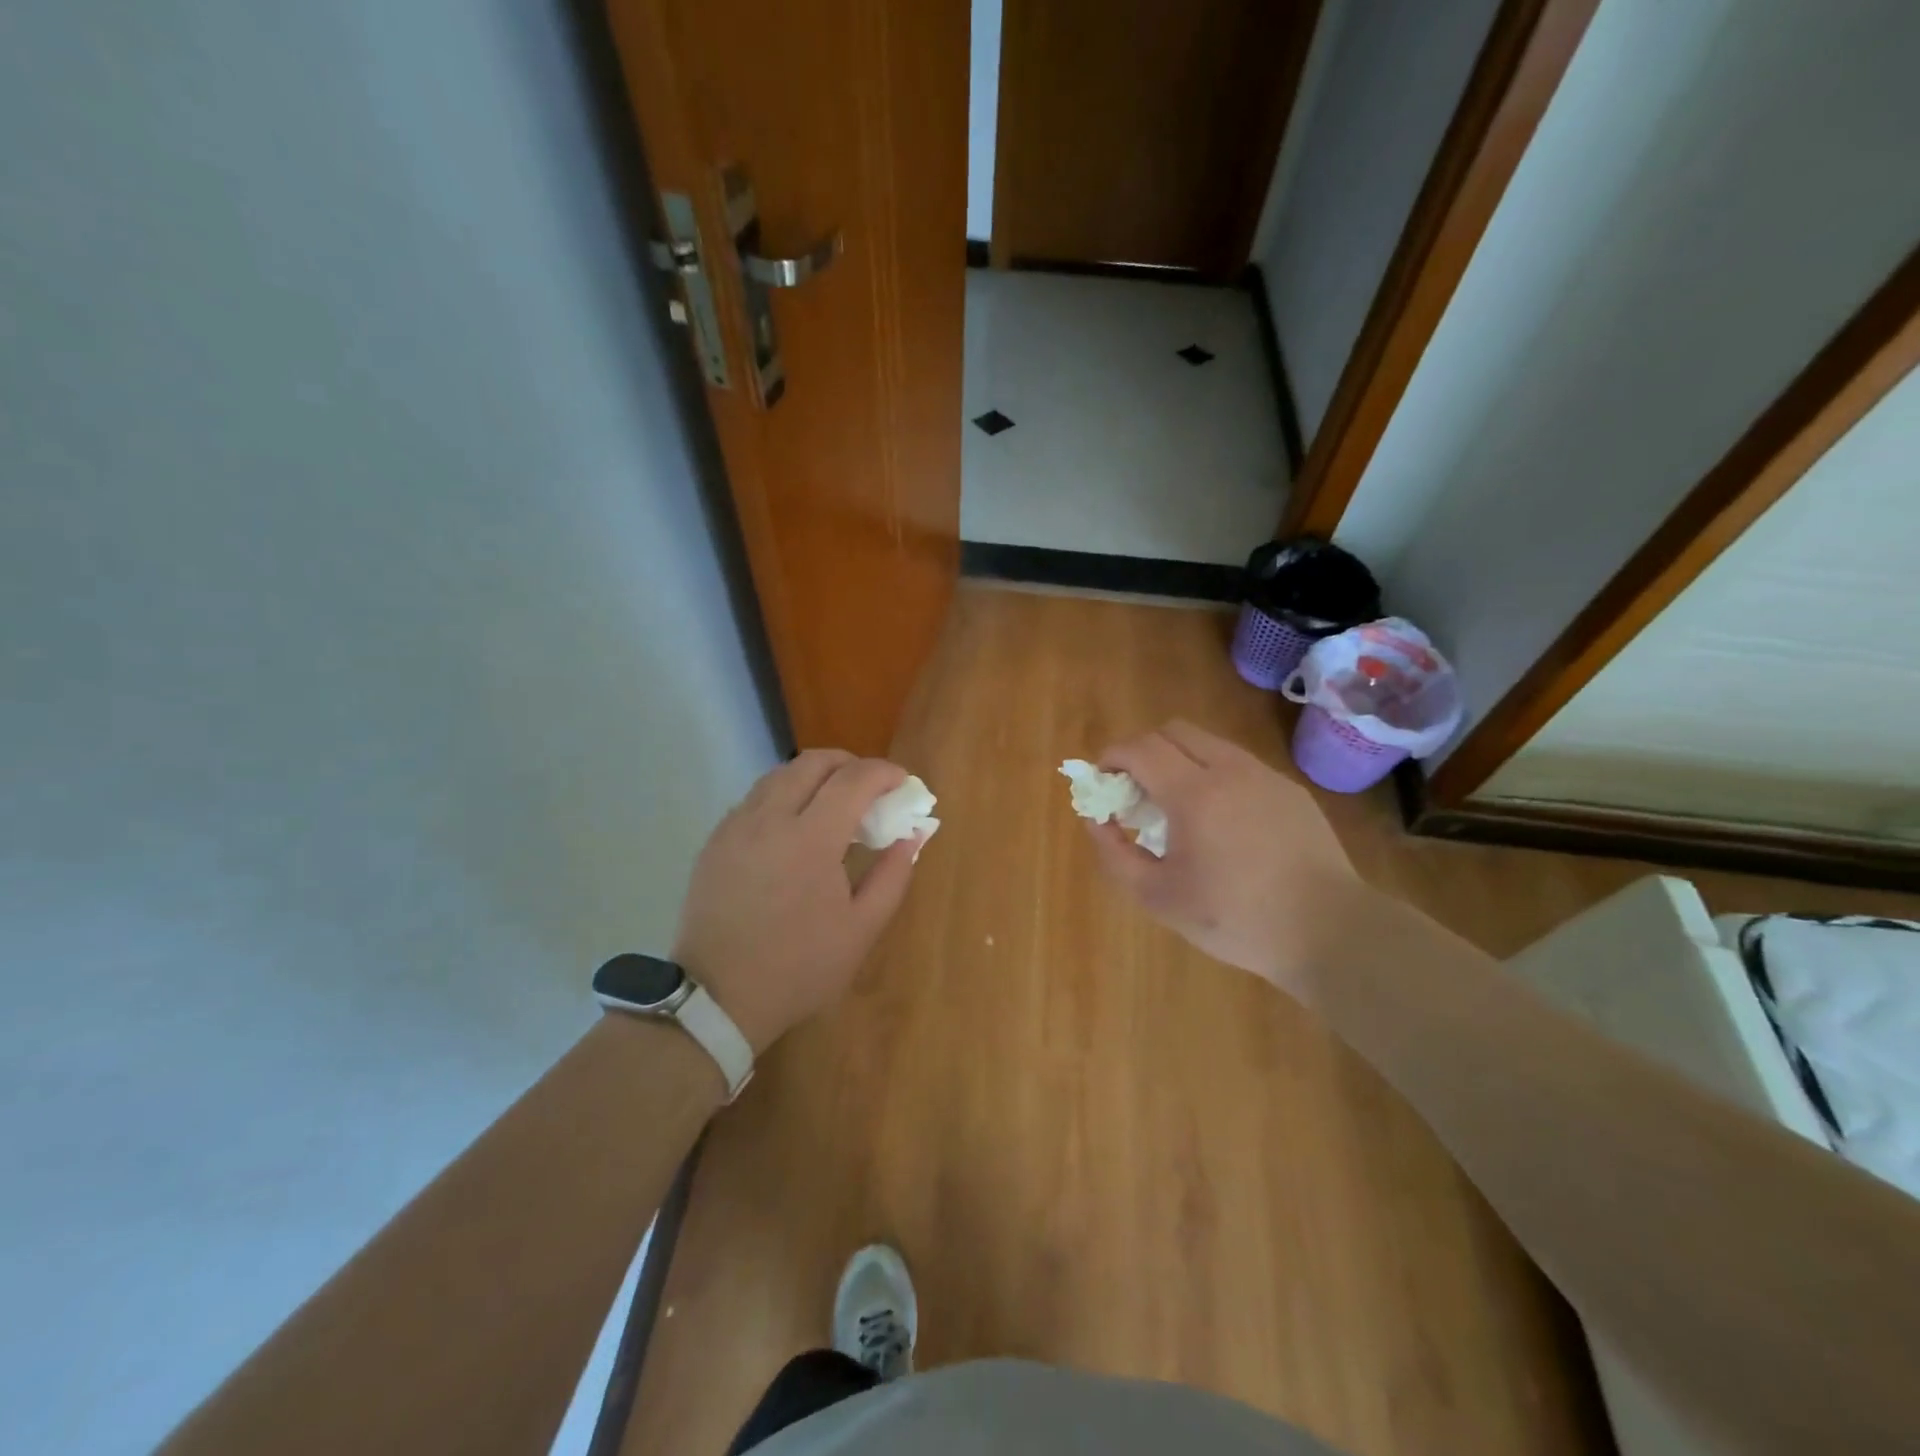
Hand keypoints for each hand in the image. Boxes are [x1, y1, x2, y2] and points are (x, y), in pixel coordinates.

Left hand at [673, 750, 923, 1053]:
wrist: (718, 998)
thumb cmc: (800, 967)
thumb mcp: (862, 929)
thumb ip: (893, 874)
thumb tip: (913, 834)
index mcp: (811, 839)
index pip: (853, 779)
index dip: (884, 772)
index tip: (902, 782)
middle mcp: (770, 818)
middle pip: (813, 762)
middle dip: (850, 763)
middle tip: (870, 787)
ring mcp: (736, 826)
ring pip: (780, 774)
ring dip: (814, 776)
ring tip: (833, 803)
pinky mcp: (716, 840)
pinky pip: (755, 798)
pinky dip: (784, 795)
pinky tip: (794, 826)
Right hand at [1085, 720, 1369, 1002]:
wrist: (1329, 931)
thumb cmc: (1235, 919)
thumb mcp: (1158, 897)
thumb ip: (1115, 854)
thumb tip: (1094, 819)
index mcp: (1194, 794)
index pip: (1140, 748)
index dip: (1111, 757)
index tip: (1102, 779)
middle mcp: (1230, 770)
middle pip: (1173, 731)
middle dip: (1143, 750)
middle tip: (1135, 790)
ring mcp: (1265, 776)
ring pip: (1208, 743)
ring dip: (1178, 760)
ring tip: (1175, 805)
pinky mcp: (1289, 790)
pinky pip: (1238, 765)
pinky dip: (1212, 774)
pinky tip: (1219, 821)